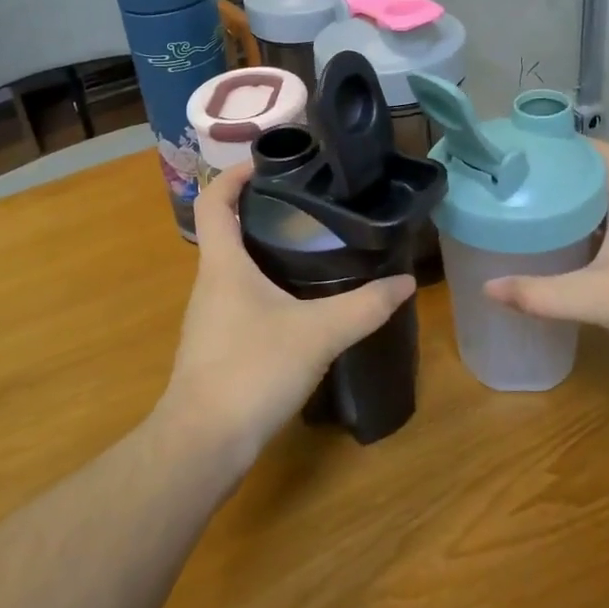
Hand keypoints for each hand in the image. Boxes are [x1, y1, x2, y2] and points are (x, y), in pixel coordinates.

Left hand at [158, 162, 415, 469]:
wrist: (203, 444)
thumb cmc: (251, 371)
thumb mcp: (318, 333)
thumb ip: (364, 307)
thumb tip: (405, 282)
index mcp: (222, 264)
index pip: (214, 200)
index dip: (234, 174)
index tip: (266, 163)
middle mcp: (209, 283)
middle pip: (224, 230)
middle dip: (259, 210)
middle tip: (306, 204)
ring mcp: (209, 317)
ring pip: (233, 268)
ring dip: (262, 250)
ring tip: (309, 246)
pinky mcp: (216, 346)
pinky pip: (239, 300)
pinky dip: (264, 287)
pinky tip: (297, 304)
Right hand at [484, 142, 608, 373]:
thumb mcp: (598, 298)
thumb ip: (542, 295)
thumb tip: (487, 287)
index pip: (608, 156)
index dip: (577, 143)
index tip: (540, 144)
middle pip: (603, 184)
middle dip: (566, 178)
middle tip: (524, 182)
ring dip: (578, 210)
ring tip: (537, 215)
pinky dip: (591, 242)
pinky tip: (572, 261)